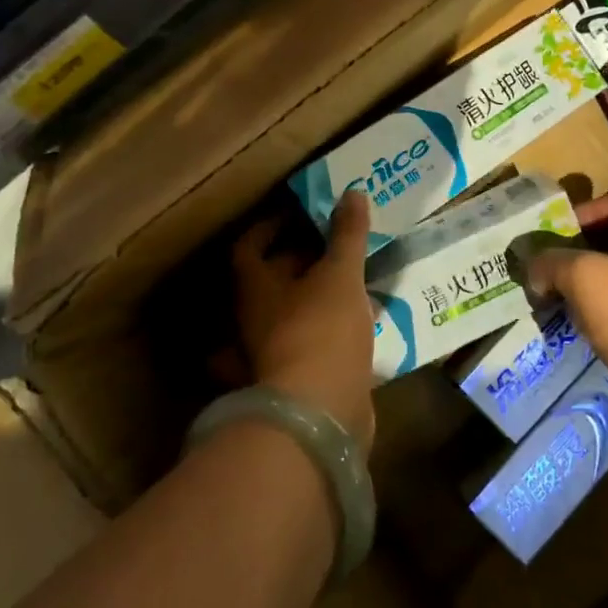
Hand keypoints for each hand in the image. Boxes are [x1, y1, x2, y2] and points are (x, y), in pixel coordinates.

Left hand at [232, 191, 376, 448]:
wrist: (319, 414)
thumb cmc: (321, 330)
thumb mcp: (340, 274)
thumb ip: (346, 235)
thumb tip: (353, 193)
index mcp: (255, 289)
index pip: (248, 248)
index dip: (267, 227)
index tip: (295, 214)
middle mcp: (253, 321)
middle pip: (270, 282)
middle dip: (300, 261)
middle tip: (335, 245)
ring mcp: (269, 355)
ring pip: (288, 317)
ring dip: (314, 300)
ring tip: (351, 283)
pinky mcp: (293, 382)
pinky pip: (308, 348)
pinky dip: (330, 335)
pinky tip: (360, 326)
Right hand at [519, 189, 607, 443]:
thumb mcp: (583, 276)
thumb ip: (552, 263)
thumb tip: (536, 270)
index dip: (599, 204)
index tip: (570, 228)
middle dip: (584, 249)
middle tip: (553, 266)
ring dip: (589, 284)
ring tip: (559, 299)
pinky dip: (601, 313)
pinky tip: (581, 328)